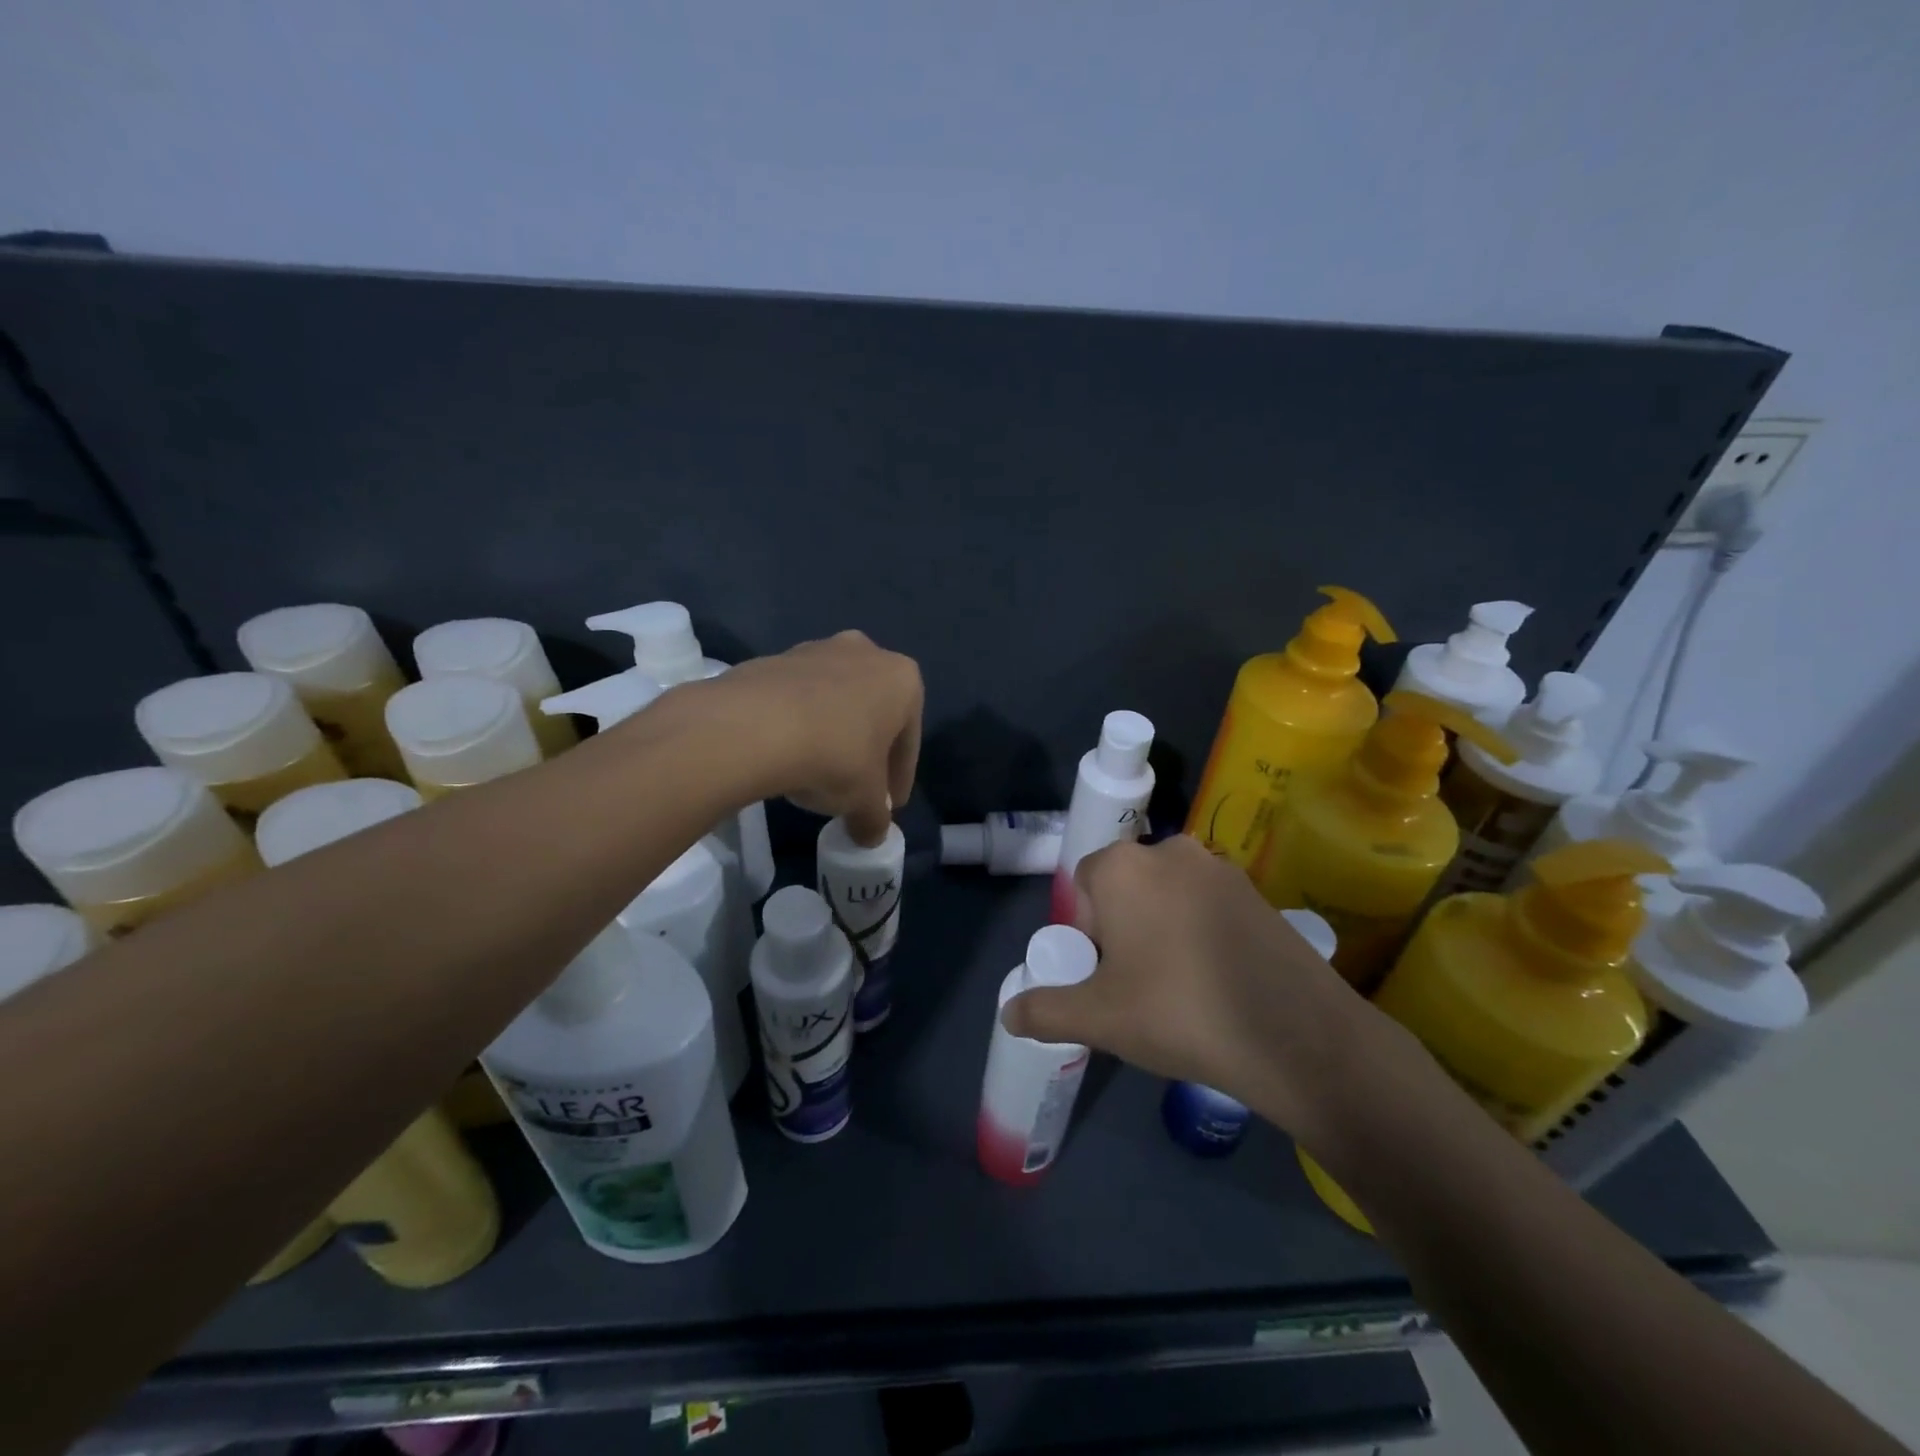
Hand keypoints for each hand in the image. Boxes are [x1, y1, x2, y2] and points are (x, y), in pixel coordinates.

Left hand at [685, 630, 922, 845]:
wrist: (754, 725)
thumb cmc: (835, 756)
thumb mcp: (864, 801)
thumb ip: (875, 818)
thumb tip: (872, 835)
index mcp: (902, 679)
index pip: (908, 740)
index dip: (899, 778)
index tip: (888, 806)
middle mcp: (865, 653)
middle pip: (873, 712)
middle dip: (866, 749)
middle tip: (855, 787)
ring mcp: (816, 650)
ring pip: (834, 701)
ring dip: (831, 733)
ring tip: (815, 773)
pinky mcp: (774, 659)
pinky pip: (796, 699)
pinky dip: (797, 724)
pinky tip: (785, 755)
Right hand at [1002, 834, 1395, 1140]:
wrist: (1294, 1035)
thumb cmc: (1177, 1011)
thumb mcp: (1098, 1018)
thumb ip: (1045, 1009)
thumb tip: (1008, 1013)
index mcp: (1123, 866)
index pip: (1085, 883)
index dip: (1087, 930)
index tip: (1104, 974)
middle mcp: (1171, 851)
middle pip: (1127, 886)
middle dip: (1123, 928)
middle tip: (1137, 984)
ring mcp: (1222, 869)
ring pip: (1170, 896)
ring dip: (1163, 929)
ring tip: (1179, 987)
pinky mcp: (1260, 893)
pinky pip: (1210, 906)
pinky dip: (1202, 933)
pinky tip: (1218, 980)